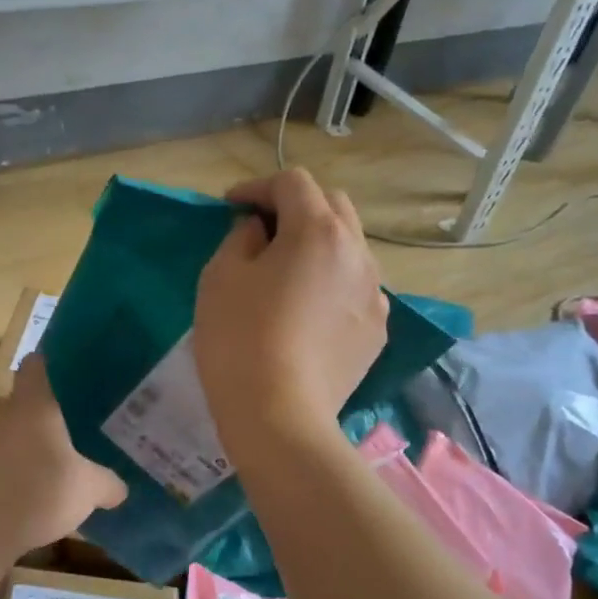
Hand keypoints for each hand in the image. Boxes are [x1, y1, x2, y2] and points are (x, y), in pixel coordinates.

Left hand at [0, 355, 126, 558]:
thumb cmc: (38, 491)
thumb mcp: (88, 489)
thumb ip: (108, 483)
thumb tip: (121, 488)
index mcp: (33, 404)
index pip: (35, 365)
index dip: (50, 363)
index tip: (69, 371)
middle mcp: (4, 416)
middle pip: (20, 400)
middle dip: (41, 410)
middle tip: (70, 422)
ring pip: (8, 433)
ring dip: (25, 444)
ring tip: (53, 461)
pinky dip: (12, 472)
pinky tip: (31, 494)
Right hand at [193, 169, 387, 456]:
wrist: (279, 415)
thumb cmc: (240, 338)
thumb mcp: (221, 276)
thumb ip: (241, 237)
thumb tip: (259, 231)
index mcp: (318, 230)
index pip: (293, 182)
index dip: (257, 187)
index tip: (230, 207)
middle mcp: (358, 252)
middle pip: (332, 205)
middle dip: (295, 206)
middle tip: (261, 230)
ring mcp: (374, 293)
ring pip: (350, 246)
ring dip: (318, 242)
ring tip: (287, 269)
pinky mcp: (377, 329)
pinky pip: (357, 286)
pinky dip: (333, 281)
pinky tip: (309, 309)